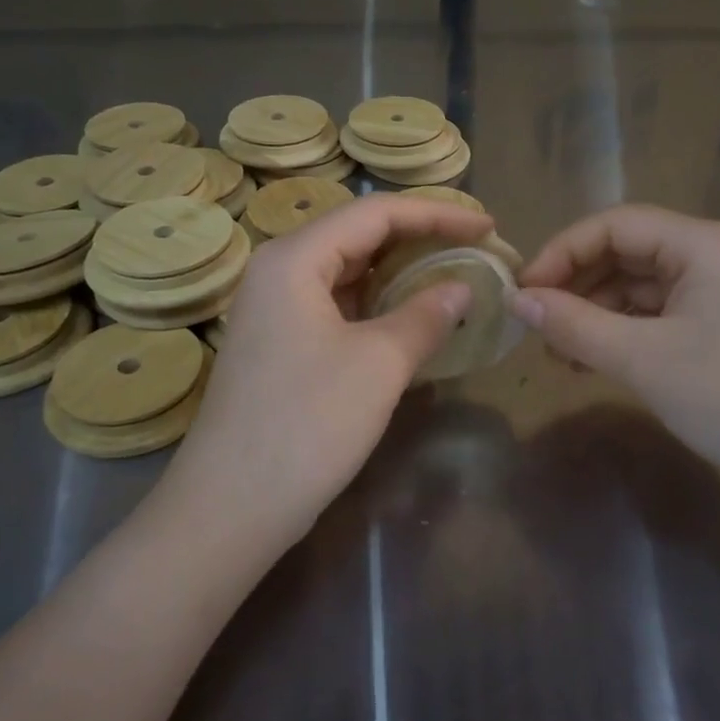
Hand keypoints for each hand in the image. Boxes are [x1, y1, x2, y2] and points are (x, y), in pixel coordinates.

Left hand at [169, 195, 494, 534]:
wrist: (231, 507)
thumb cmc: (307, 424)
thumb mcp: (379, 364)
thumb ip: (426, 315)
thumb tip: (462, 288)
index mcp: (295, 259)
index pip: (376, 213)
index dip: (437, 214)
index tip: (487, 228)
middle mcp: (279, 271)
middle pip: (358, 234)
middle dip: (420, 237)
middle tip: (474, 248)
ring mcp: (275, 309)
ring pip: (348, 271)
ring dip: (400, 271)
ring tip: (451, 275)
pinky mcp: (280, 343)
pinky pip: (338, 304)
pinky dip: (378, 303)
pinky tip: (411, 317)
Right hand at [510, 206, 719, 486]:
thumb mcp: (643, 359)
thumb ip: (574, 325)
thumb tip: (517, 299)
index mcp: (700, 243)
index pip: (613, 226)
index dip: (561, 252)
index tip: (523, 291)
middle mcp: (709, 254)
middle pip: (624, 252)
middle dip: (575, 285)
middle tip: (535, 323)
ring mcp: (716, 290)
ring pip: (636, 286)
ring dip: (592, 312)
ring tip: (555, 350)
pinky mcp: (716, 324)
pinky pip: (654, 314)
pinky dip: (618, 331)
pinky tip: (588, 361)